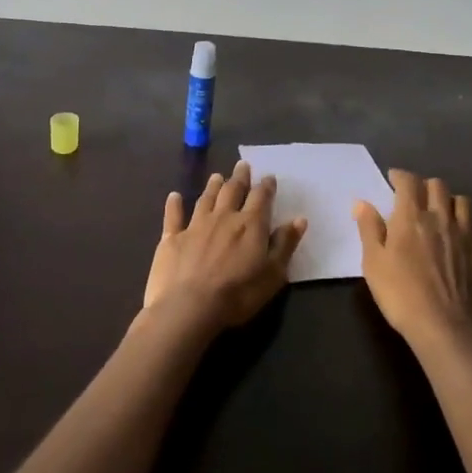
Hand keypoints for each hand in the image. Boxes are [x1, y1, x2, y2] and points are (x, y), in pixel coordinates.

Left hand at [144, 160, 307, 331]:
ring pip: (206, 199)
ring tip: (217, 176)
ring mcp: (195, 226)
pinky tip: (174, 196)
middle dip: (239, 178)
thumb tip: (299, 219)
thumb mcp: (273, 274)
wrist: (190, 306)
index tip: (269, 177)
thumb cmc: (238, 294)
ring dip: (212, 186)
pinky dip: (174, 204)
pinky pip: (173, 216)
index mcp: (250, 225)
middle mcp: (223, 217)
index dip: (266, 186)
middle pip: (232, 191)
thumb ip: (285, 244)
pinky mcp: (172, 238)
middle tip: (242, 165)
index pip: (261, 198)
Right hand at [354, 169, 471, 351]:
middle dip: (426, 186)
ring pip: (465, 203)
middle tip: (416, 197)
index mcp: (411, 217)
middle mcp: (442, 219)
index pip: (408, 182)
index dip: (400, 176)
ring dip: (452, 202)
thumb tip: (361, 202)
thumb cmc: (401, 296)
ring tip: (443, 212)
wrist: (446, 330)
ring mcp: (467, 237)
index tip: (393, 179)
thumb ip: (369, 229)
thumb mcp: (373, 263)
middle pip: (438, 186)